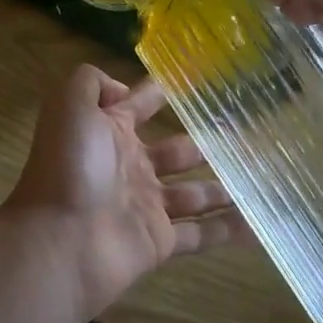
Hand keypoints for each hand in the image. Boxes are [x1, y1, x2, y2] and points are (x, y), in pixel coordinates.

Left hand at [4, 64, 249, 313]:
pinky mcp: (159, 241)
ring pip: (194, 193)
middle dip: (205, 142)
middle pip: (176, 151)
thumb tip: (123, 90)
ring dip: (223, 186)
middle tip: (246, 133)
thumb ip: (91, 82)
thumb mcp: (70, 105)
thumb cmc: (68, 166)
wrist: (59, 240)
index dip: (161, 92)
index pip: (140, 106)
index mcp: (109, 132)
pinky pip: (201, 234)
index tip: (196, 81)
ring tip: (263, 176)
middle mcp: (130, 166)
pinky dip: (229, 230)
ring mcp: (146, 206)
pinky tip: (259, 224)